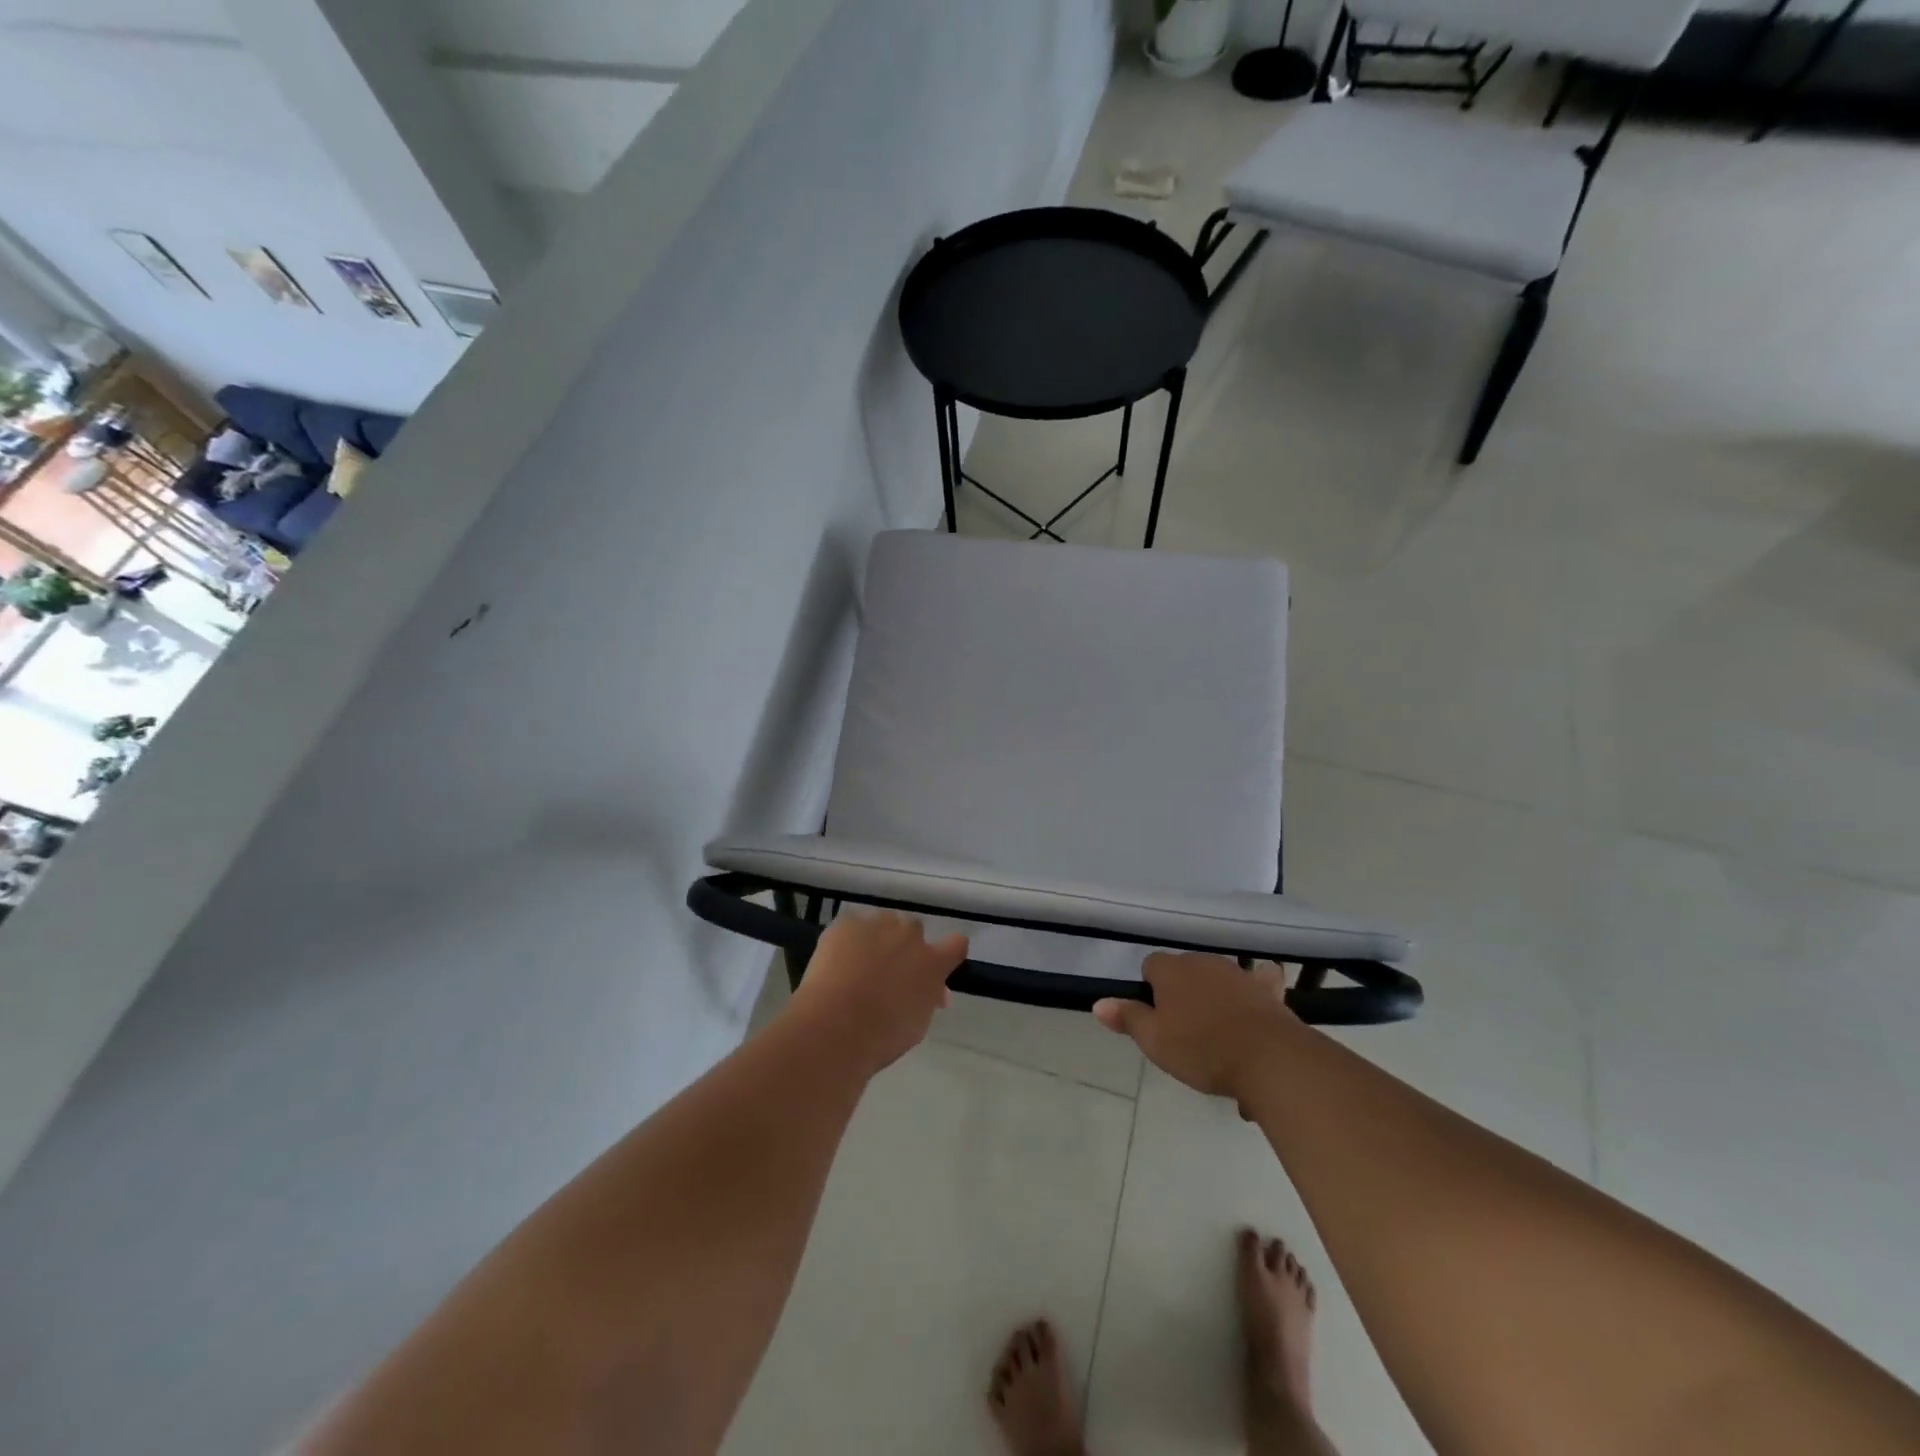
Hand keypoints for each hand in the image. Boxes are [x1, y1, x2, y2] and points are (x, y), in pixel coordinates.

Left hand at [787, 910, 967, 1073]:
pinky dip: (848, 940)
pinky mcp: (847, 923)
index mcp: (933, 964)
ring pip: (884, 922)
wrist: (835, 1026)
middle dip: (905, 945)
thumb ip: (927, 999)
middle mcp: (910, 937)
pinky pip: (852, 925)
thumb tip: (932, 991)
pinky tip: (836, 961)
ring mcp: (877, 926)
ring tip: (858, 963)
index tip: (936, 966)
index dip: (947, 952)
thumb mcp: (917, 1024)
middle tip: (888, 971)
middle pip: (914, 929)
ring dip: (878, 937)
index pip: (956, 944)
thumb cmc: (880, 1037)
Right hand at [1093, 954, 1296, 1101]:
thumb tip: (1099, 1002)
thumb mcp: (1155, 1041)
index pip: (1151, 965)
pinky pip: (1259, 981)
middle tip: (1184, 1030)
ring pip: (1217, 977)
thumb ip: (1127, 1018)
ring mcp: (1238, 973)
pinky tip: (1255, 1005)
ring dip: (1213, 994)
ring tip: (1217, 1032)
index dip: (1150, 989)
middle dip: (1182, 992)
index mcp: (1171, 971)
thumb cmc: (1202, 1049)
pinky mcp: (1268, 989)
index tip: (1156, 1017)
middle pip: (1184, 970)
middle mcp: (1203, 962)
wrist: (1270, 1059)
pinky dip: (1254, 989)